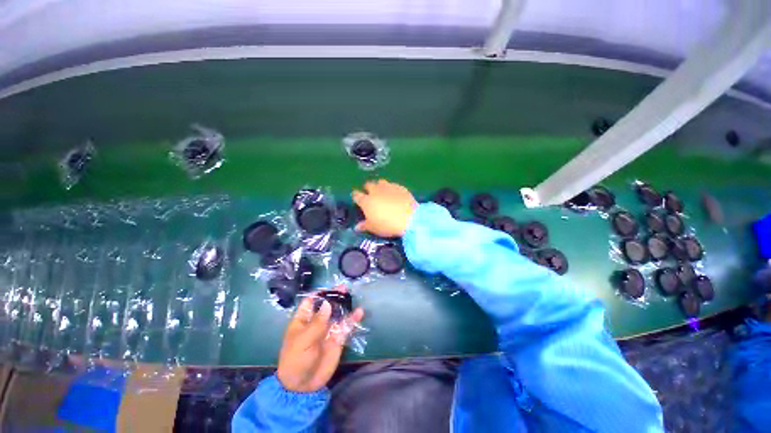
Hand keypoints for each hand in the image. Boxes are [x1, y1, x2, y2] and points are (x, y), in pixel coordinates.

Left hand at [276, 291, 364, 392]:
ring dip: (344, 304)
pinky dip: (353, 319)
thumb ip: (316, 323)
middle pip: (327, 305)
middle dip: (334, 296)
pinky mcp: (338, 339)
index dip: (319, 294)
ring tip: (351, 295)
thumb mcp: (302, 342)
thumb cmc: (296, 361)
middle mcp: (317, 322)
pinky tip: (359, 312)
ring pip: (338, 314)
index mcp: (303, 320)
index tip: (329, 288)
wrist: (303, 385)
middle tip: (343, 288)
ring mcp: (328, 330)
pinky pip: (346, 326)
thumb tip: (327, 304)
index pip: (310, 302)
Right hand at [352, 179, 416, 237]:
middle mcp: (375, 191)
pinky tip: (395, 194)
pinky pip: (393, 185)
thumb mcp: (374, 228)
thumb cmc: (387, 225)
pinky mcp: (400, 187)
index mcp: (366, 201)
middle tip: (371, 195)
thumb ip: (364, 226)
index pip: (356, 195)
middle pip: (368, 185)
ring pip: (380, 182)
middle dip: (368, 188)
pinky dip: (392, 188)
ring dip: (380, 186)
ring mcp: (388, 187)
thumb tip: (356, 227)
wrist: (409, 218)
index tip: (357, 199)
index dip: (356, 197)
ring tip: (383, 192)